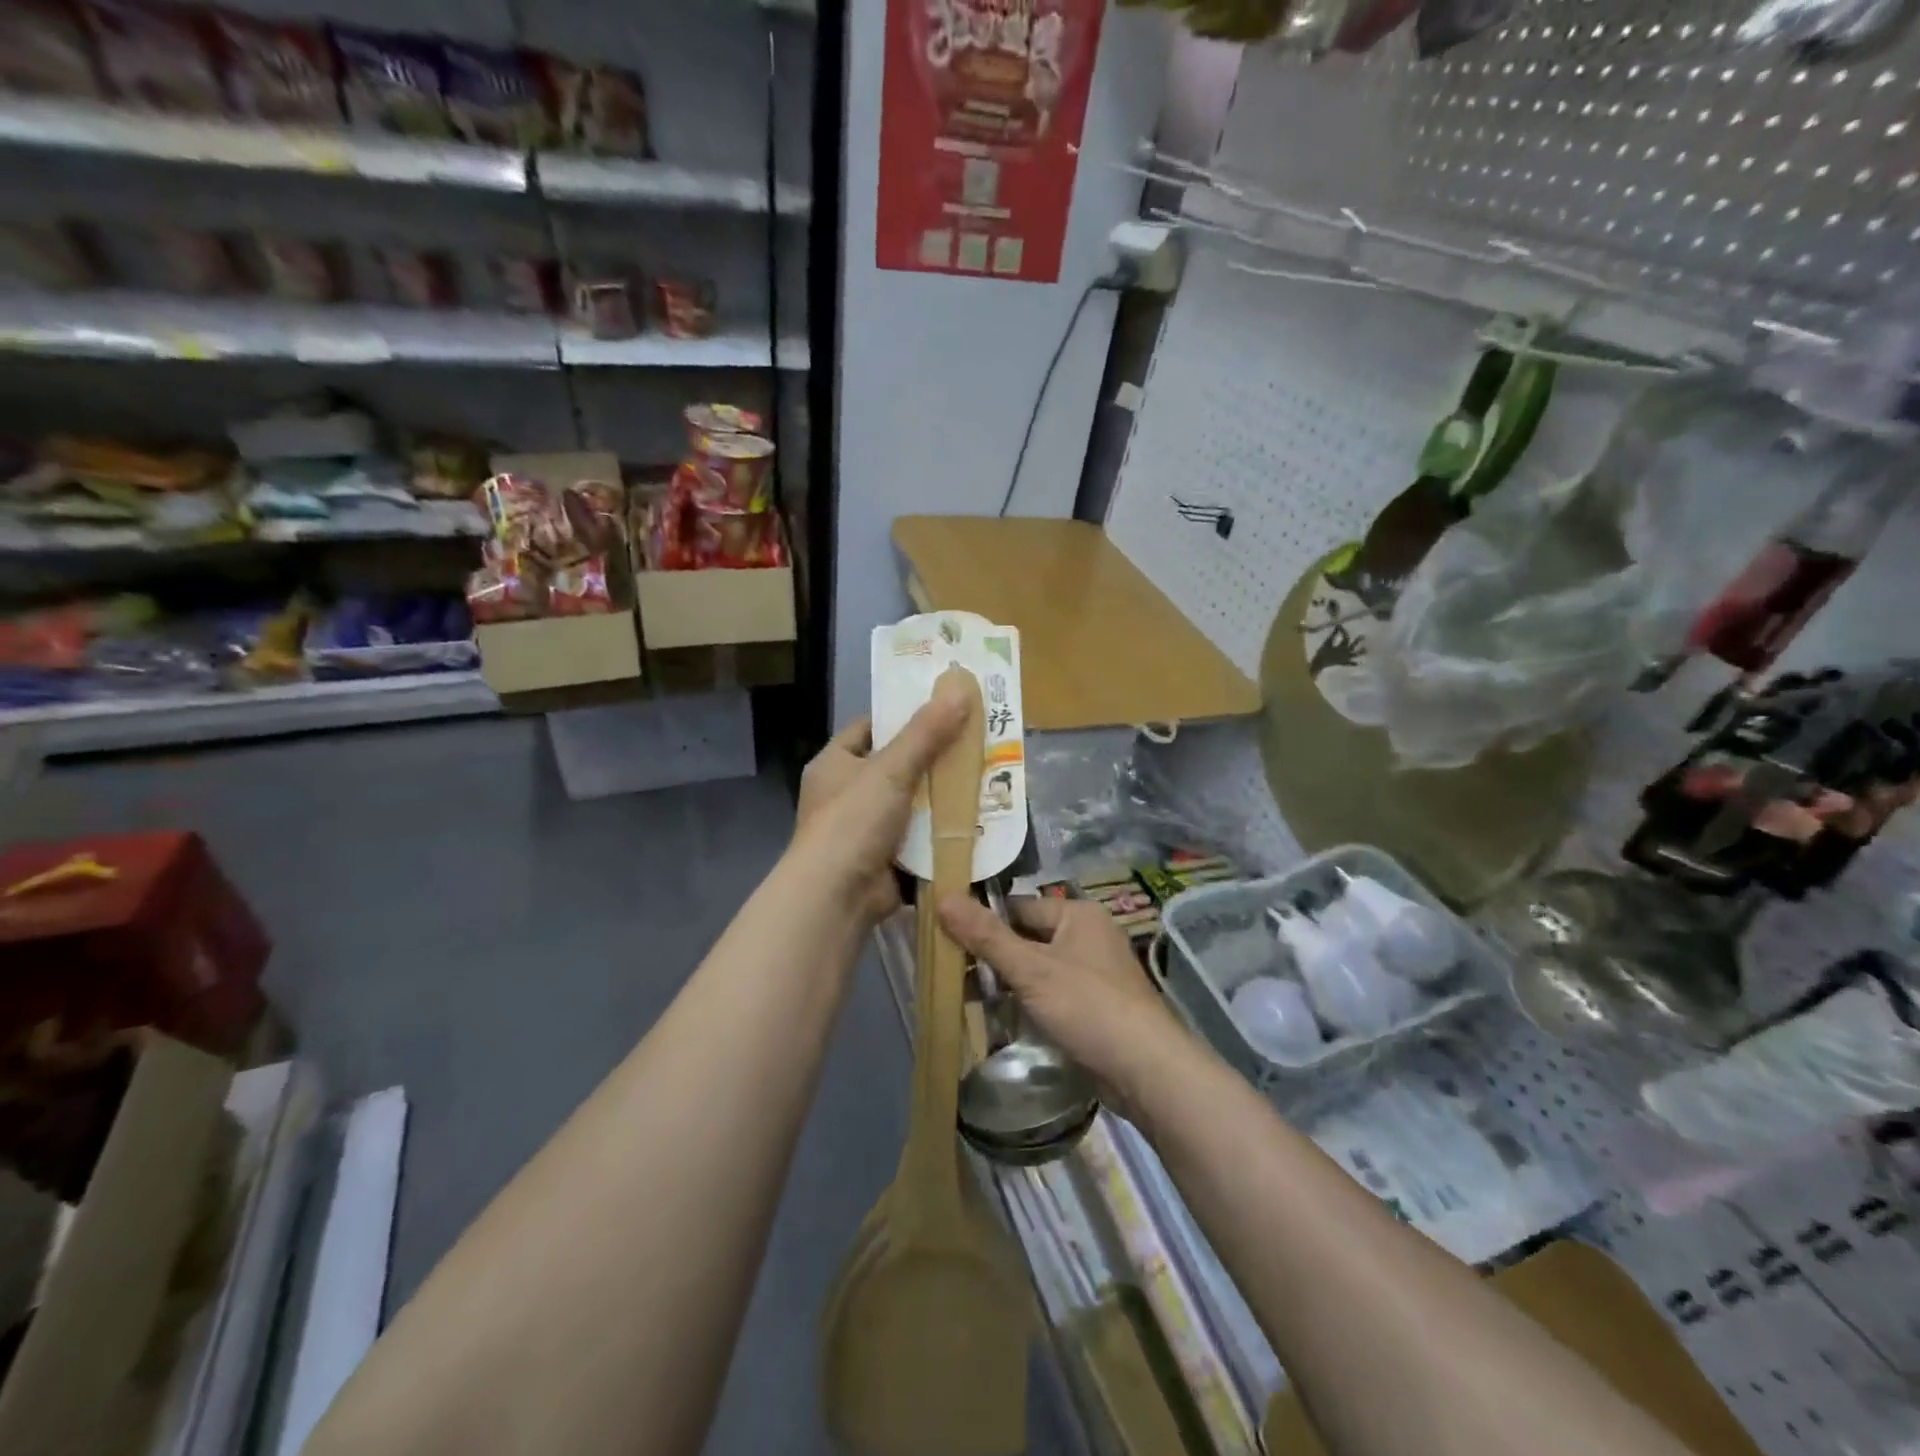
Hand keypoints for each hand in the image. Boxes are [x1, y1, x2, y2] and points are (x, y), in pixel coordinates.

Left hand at [791, 679, 969, 924]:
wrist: (836, 896)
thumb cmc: (854, 821)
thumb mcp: (891, 768)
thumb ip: (926, 732)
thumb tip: (960, 689)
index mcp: (835, 763)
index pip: (871, 727)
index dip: (905, 717)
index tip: (943, 709)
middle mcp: (846, 793)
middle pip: (896, 765)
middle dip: (933, 759)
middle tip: (975, 742)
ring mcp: (865, 828)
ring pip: (911, 803)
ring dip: (941, 797)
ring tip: (984, 777)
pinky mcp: (884, 859)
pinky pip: (918, 837)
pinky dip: (941, 831)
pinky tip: (975, 820)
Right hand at [938, 894, 1193, 1112]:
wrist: (1146, 1069)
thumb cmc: (1087, 1006)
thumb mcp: (1031, 970)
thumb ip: (986, 936)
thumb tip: (942, 896)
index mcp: (1077, 914)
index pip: (1018, 907)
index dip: (983, 920)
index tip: (944, 935)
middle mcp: (1087, 936)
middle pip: (1026, 937)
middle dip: (991, 954)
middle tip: (948, 970)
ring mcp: (1093, 972)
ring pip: (1036, 967)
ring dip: (1005, 980)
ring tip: (963, 996)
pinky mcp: (1094, 1005)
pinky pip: (1050, 992)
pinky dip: (1026, 1000)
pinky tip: (998, 1016)